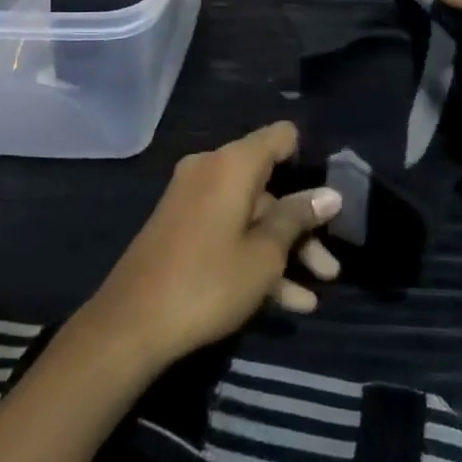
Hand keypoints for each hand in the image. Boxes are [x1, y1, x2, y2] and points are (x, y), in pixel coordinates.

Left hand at [84, 122, 341, 369]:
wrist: (131, 324)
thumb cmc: (208, 282)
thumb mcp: (264, 254)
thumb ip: (297, 219)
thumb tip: (330, 194)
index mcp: (232, 164)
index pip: (279, 137)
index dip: (307, 159)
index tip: (329, 192)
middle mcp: (210, 170)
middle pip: (269, 186)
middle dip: (302, 227)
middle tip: (330, 268)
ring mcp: (192, 200)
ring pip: (251, 215)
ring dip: (283, 252)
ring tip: (314, 296)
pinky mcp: (181, 228)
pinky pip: (228, 232)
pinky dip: (253, 257)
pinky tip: (286, 303)